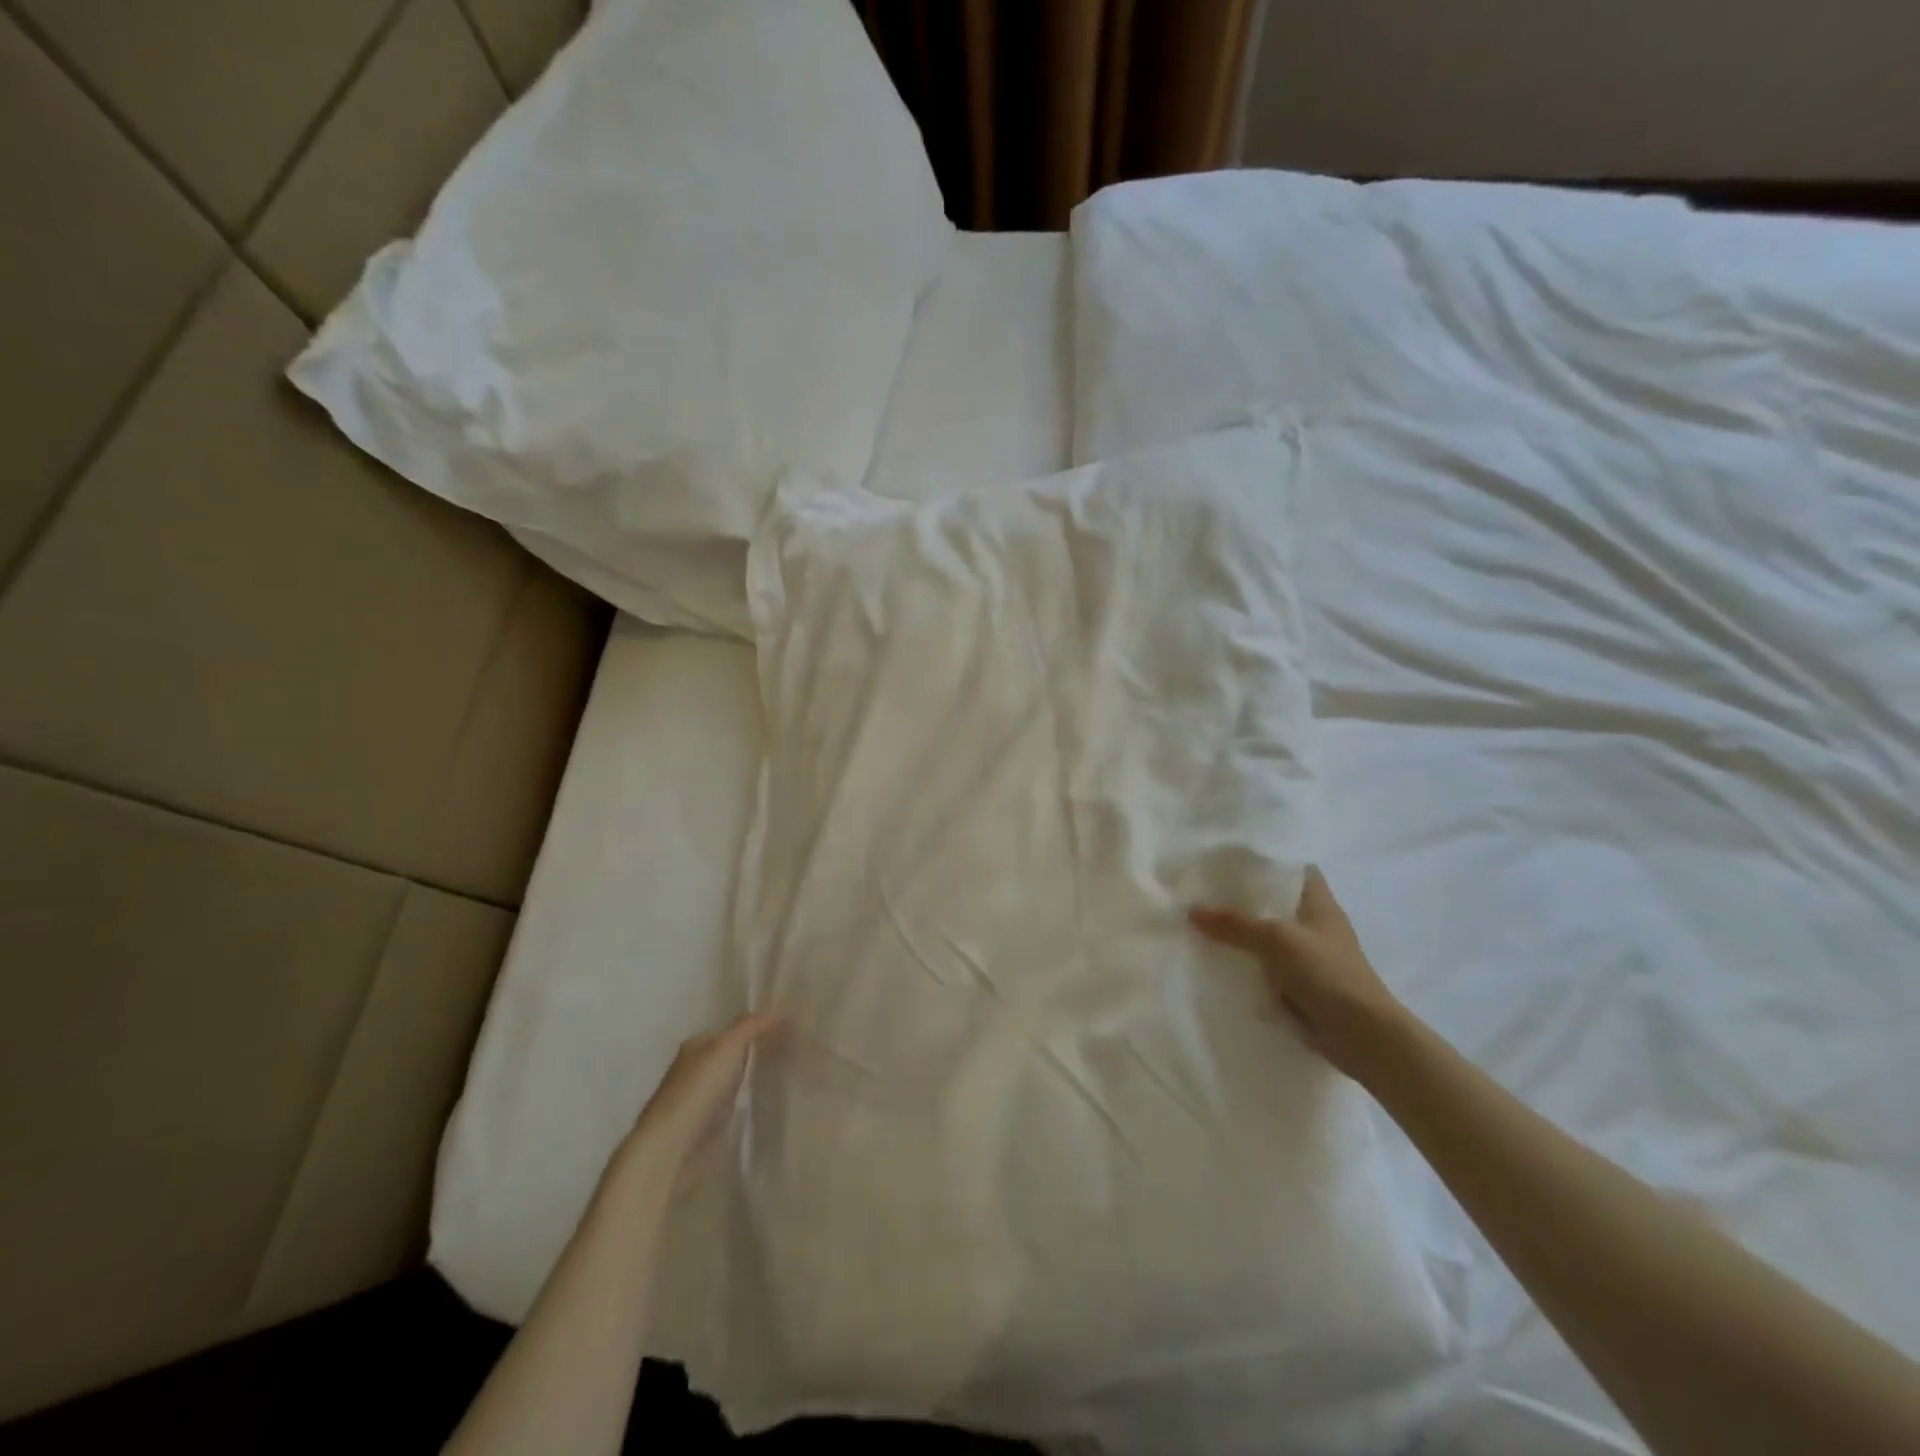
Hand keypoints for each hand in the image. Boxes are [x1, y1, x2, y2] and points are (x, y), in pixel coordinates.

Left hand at [628, 1012, 781, 1165]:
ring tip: (784, 1077)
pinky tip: (764, 1104)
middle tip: (791, 1053)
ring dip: (751, 1080)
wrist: (672, 1146)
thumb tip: (778, 1012)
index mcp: (695, 1046)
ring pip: (732, 1081)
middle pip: (731, 1056)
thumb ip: (751, 1027)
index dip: (757, 1029)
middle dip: (755, 1054)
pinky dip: (746, 1103)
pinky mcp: (703, 1126)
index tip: (786, 1033)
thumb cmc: (698, 1089)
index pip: (730, 1031)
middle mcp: (694, 1068)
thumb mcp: (727, 1047)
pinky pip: (731, 1106)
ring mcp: (698, 1099)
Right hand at [1190, 867, 1404, 1081]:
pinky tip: (1217, 961)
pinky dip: (1246, 965)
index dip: (1265, 860)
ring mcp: (1309, 956)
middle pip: (1274, 902)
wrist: (1362, 1035)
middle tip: (1202, 890)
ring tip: (1200, 923)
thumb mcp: (1276, 940)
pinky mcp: (1301, 985)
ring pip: (1267, 935)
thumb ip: (1234, 924)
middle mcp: (1314, 924)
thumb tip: (1191, 910)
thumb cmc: (1327, 973)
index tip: (1229, 859)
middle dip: (1242, 898)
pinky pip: (1266, 967)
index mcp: (1318, 902)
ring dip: (1241, 934)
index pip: (1293, 868)